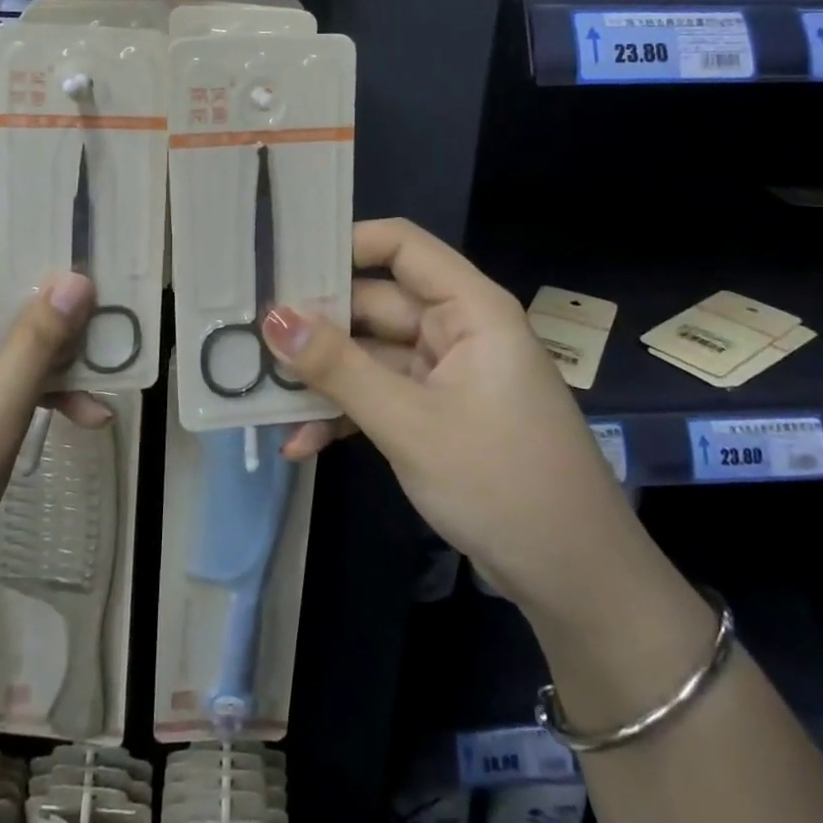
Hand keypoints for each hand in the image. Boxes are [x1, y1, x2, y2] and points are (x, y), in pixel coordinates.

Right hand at [263, 218, 630, 617]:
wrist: (573, 578)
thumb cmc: (500, 481)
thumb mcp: (409, 422)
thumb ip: (338, 367)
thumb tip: (274, 317)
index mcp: (469, 308)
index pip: (401, 245)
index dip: (345, 244)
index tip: (283, 262)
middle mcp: (456, 329)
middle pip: (375, 303)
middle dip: (317, 325)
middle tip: (249, 336)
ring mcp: (446, 374)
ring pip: (371, 354)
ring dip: (324, 378)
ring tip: (263, 394)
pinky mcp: (437, 414)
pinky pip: (381, 395)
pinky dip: (346, 413)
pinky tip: (301, 442)